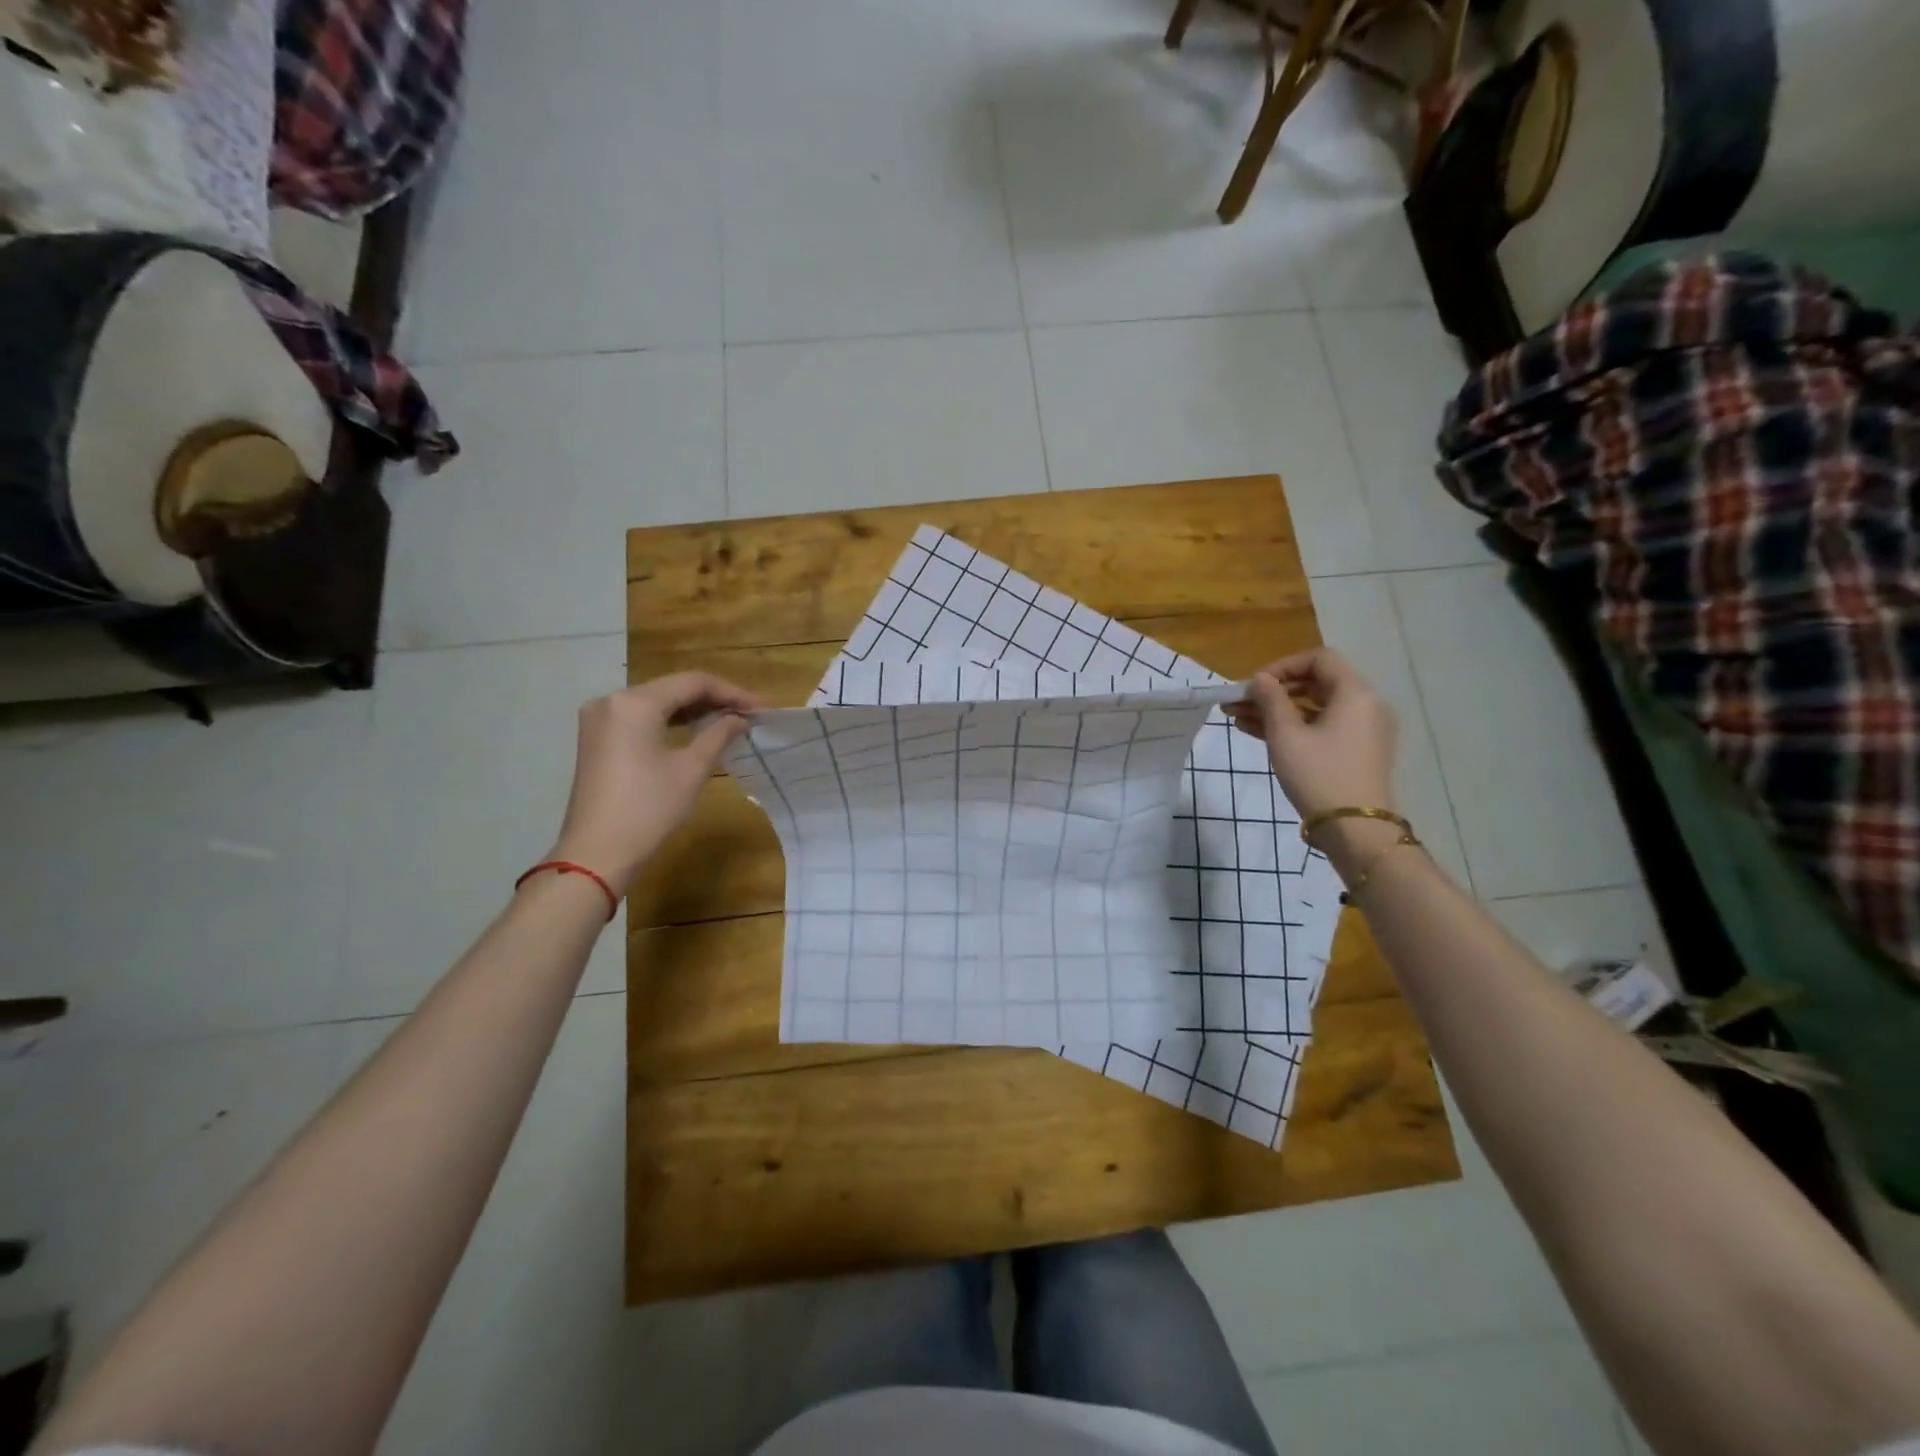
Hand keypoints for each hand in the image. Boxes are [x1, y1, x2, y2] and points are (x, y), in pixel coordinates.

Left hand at [546, 673, 756, 893]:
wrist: (596, 852)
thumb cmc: (648, 809)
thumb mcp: (691, 769)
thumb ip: (719, 734)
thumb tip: (741, 718)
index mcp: (635, 703)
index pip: (693, 682)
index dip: (731, 692)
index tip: (760, 708)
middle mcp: (612, 700)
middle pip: (672, 687)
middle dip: (712, 699)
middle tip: (748, 714)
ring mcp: (600, 718)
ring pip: (656, 701)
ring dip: (692, 709)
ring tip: (728, 721)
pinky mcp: (596, 736)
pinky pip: (640, 716)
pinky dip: (669, 720)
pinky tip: (694, 730)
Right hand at [1226, 648, 1397, 820]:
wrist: (1355, 830)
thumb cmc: (1318, 775)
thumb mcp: (1286, 735)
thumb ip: (1271, 701)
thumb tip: (1260, 679)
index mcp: (1355, 693)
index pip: (1319, 658)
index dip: (1283, 665)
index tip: (1255, 685)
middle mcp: (1366, 705)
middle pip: (1317, 682)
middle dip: (1275, 690)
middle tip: (1239, 702)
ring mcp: (1364, 730)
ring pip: (1316, 707)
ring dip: (1279, 710)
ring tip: (1239, 719)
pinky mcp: (1358, 751)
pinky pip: (1323, 727)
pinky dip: (1295, 726)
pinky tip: (1259, 733)